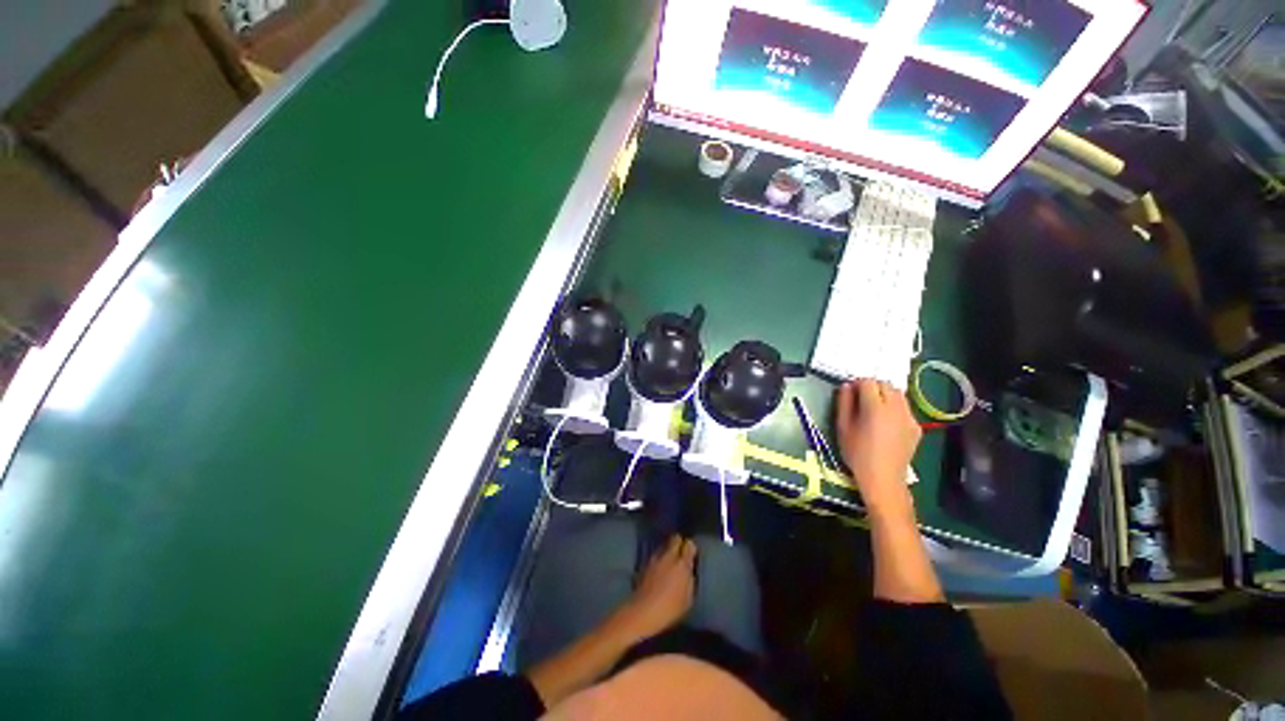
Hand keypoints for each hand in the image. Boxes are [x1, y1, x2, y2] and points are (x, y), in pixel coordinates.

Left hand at [612, 536, 696, 641]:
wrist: (643, 611)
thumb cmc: (670, 608)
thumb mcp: (688, 598)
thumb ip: (690, 580)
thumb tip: (689, 572)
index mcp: (682, 564)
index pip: (689, 545)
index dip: (691, 547)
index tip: (691, 554)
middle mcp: (669, 556)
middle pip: (675, 539)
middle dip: (679, 543)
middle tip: (681, 553)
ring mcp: (655, 558)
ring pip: (664, 546)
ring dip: (668, 550)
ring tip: (670, 561)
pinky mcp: (645, 564)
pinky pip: (656, 555)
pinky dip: (659, 558)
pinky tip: (659, 569)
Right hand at [836, 379, 921, 515]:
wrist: (883, 478)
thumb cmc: (857, 453)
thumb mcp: (843, 427)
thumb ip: (844, 403)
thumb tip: (846, 386)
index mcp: (875, 408)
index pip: (868, 381)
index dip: (857, 383)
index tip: (850, 392)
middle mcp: (896, 408)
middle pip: (886, 384)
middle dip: (872, 386)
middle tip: (860, 399)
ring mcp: (910, 418)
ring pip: (898, 394)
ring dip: (885, 395)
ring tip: (874, 409)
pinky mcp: (916, 427)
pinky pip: (905, 408)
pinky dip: (895, 408)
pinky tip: (886, 423)